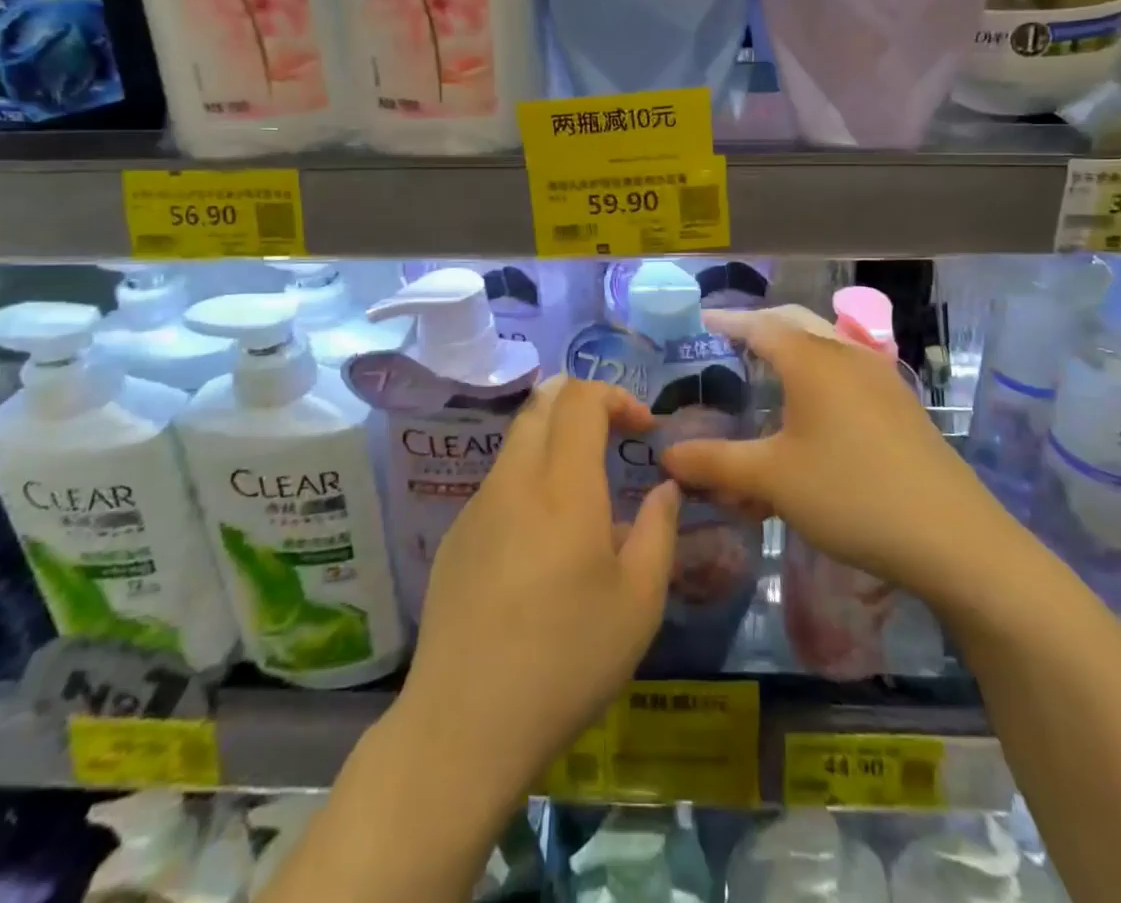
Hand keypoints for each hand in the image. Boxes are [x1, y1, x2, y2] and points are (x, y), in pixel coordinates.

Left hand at [394, 376, 680, 800]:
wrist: (463, 725)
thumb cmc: (566, 660)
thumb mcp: (639, 603)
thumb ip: (659, 531)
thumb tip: (665, 489)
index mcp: (563, 486)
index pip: (580, 398)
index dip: (616, 396)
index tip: (643, 429)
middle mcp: (514, 480)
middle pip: (542, 403)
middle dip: (583, 402)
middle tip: (616, 437)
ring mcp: (477, 506)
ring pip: (518, 441)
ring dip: (556, 441)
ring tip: (586, 493)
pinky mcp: (455, 536)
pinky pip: (500, 483)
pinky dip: (531, 479)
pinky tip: (544, 543)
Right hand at [663, 305, 1019, 605]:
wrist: (953, 537)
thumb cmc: (851, 495)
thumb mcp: (773, 479)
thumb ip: (715, 463)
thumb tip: (667, 454)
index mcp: (812, 359)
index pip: (760, 324)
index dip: (728, 321)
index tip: (703, 321)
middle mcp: (847, 354)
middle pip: (796, 323)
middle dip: (761, 325)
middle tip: (731, 339)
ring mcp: (881, 377)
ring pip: (826, 344)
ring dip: (794, 346)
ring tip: (769, 367)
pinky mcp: (901, 404)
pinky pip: (848, 370)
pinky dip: (821, 371)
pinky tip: (815, 406)